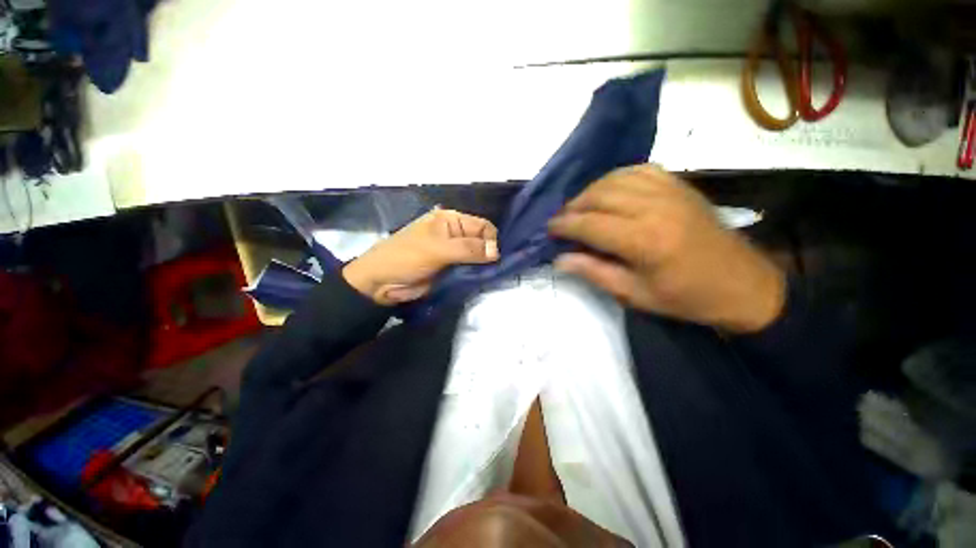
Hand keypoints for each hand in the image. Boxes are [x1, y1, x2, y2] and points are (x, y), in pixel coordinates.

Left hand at [343, 208, 499, 305]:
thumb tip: (498, 252)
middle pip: (482, 241)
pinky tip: (483, 281)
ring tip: (493, 277)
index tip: (498, 258)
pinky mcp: (451, 269)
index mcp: (451, 220)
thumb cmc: (407, 257)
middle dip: (490, 254)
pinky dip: (476, 275)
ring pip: (478, 257)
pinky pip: (469, 270)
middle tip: (499, 270)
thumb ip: (469, 249)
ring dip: (484, 266)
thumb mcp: (438, 249)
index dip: (492, 240)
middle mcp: (455, 234)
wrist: (380, 282)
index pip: (482, 226)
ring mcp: (453, 253)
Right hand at [548, 164, 784, 332]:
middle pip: (599, 196)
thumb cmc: (685, 298)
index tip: (549, 229)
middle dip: (573, 206)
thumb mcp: (634, 295)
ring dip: (591, 191)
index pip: (590, 224)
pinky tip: (610, 191)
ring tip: (581, 207)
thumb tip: (559, 259)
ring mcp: (670, 191)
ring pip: (615, 179)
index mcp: (644, 241)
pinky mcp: (680, 185)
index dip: (564, 225)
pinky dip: (616, 178)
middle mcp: (655, 208)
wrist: (743, 284)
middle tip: (562, 220)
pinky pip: (639, 170)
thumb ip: (594, 272)